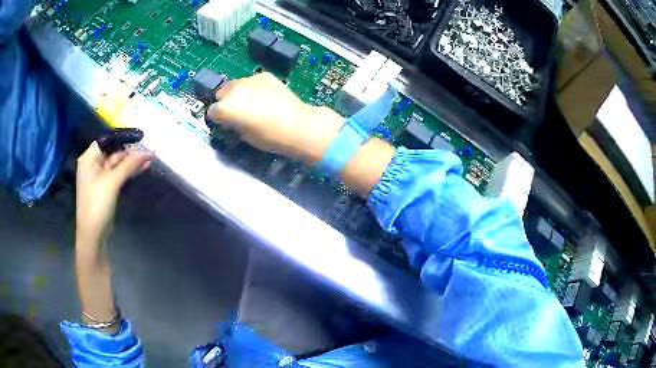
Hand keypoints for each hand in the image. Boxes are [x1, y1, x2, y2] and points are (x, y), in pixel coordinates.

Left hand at [76, 143, 151, 248]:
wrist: (93, 234)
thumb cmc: (98, 204)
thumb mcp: (113, 181)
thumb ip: (129, 165)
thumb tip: (147, 151)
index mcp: (89, 159)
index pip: (107, 140)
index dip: (123, 138)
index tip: (139, 137)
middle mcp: (93, 165)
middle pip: (113, 152)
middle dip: (130, 152)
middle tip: (148, 149)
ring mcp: (99, 178)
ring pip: (118, 165)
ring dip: (132, 163)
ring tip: (149, 158)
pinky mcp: (106, 188)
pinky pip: (118, 175)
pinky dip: (129, 172)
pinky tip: (141, 168)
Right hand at [207, 72, 344, 163]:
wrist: (297, 125)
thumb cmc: (269, 137)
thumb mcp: (244, 136)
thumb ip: (232, 124)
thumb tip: (230, 120)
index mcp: (225, 108)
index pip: (212, 111)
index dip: (218, 119)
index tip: (225, 123)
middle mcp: (234, 90)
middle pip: (221, 94)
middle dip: (226, 103)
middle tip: (238, 113)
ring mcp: (249, 80)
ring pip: (235, 85)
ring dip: (238, 93)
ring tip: (252, 104)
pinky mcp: (264, 76)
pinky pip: (251, 81)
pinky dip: (253, 88)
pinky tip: (265, 97)